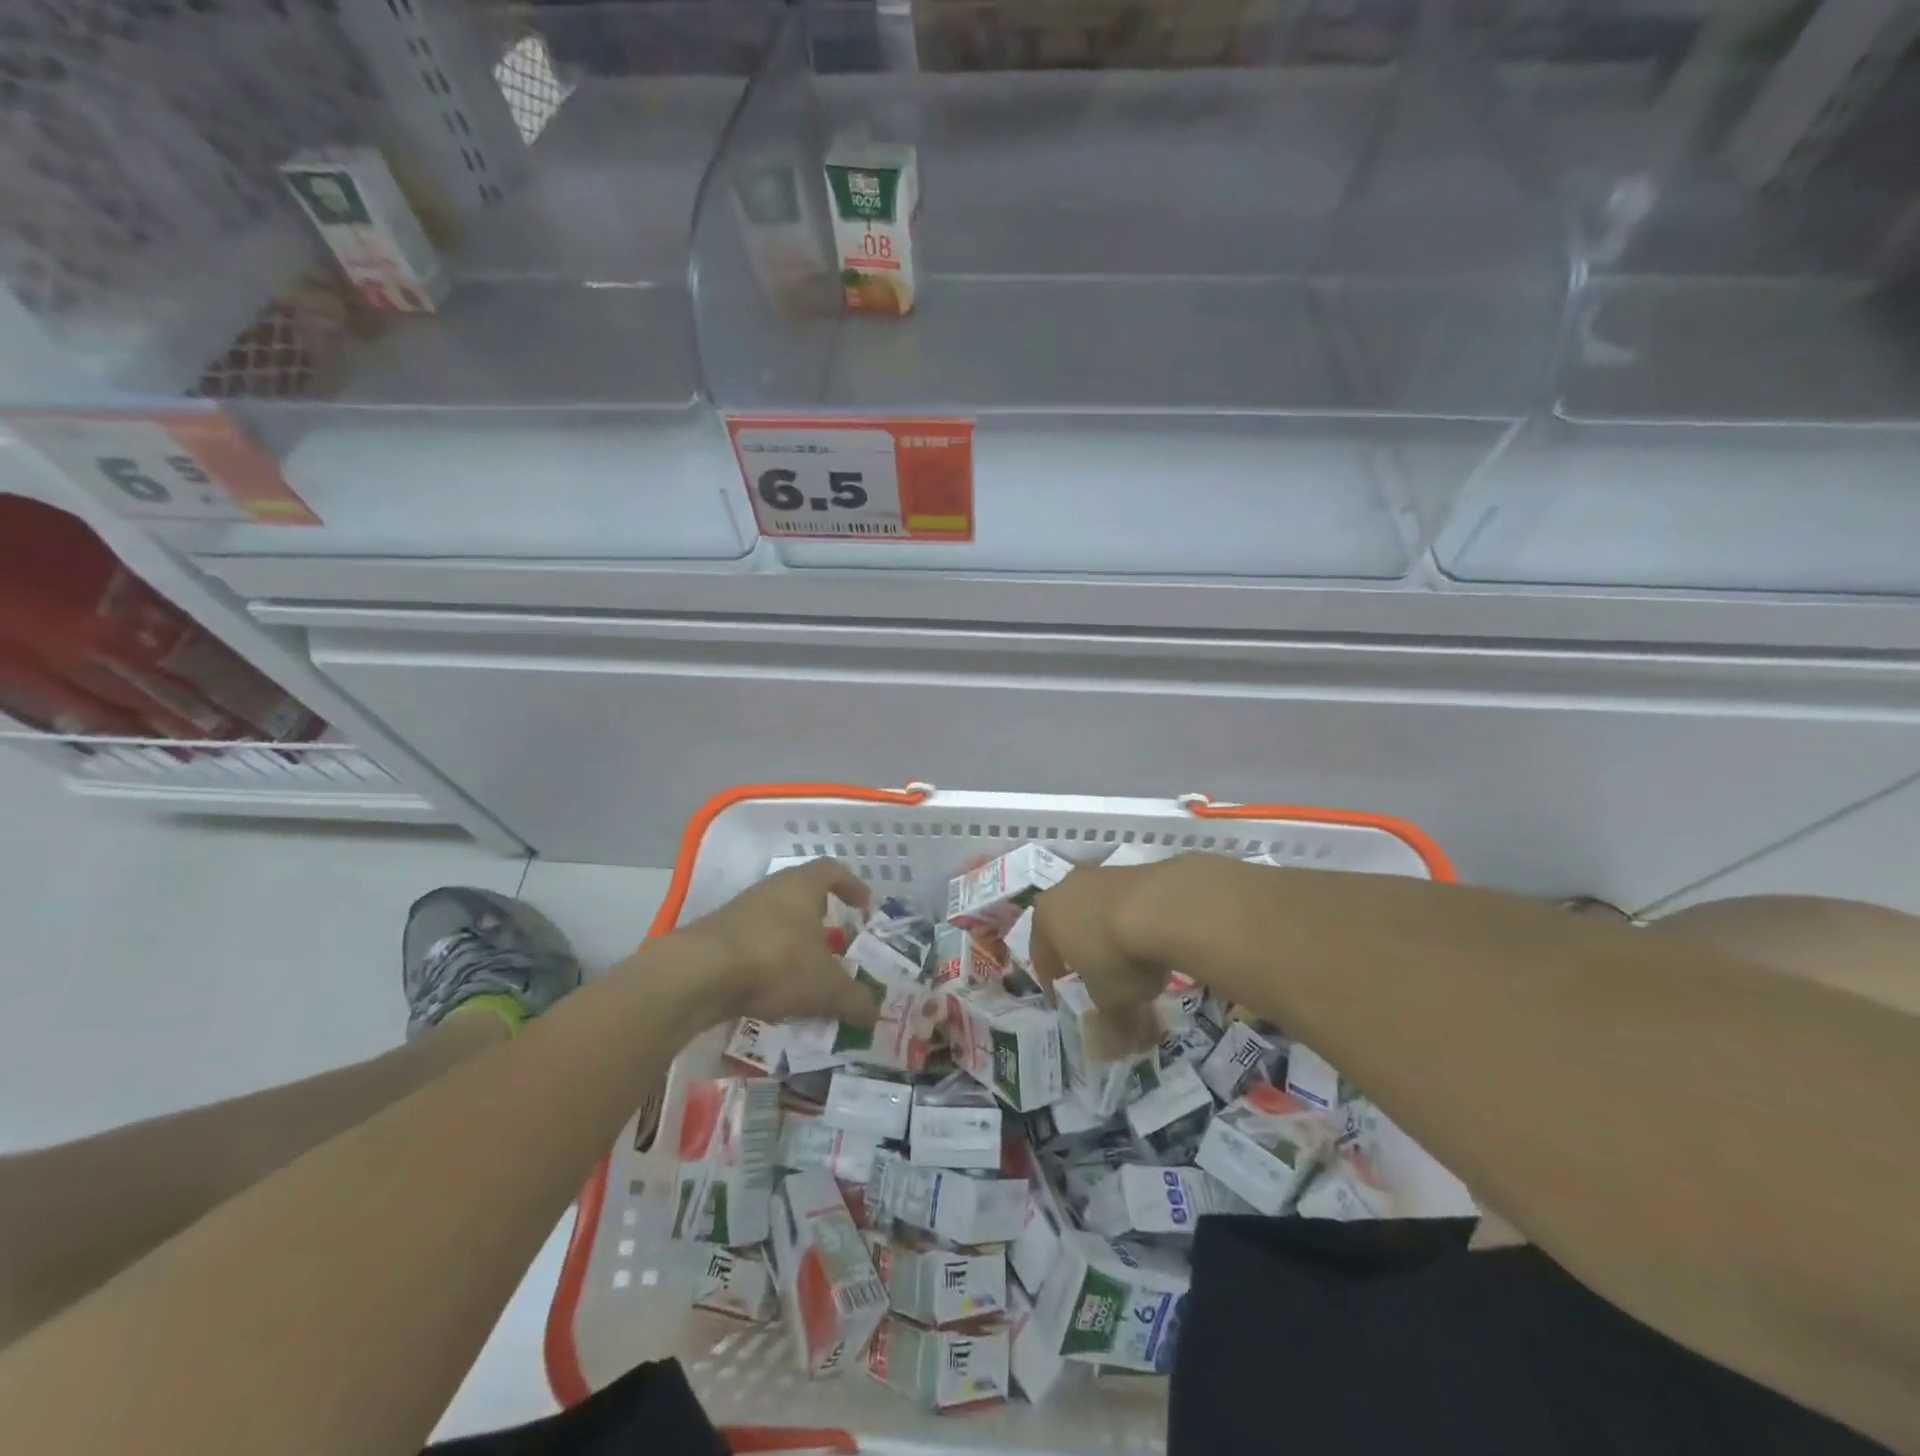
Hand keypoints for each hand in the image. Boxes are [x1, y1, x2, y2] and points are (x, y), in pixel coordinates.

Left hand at [677, 859, 879, 1027]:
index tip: (864, 906)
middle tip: (837, 942)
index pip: (832, 871)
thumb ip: (854, 999)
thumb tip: (875, 1014)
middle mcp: (771, 889)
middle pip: (802, 894)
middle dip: (821, 917)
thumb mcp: (826, 986)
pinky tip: (772, 988)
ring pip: (776, 919)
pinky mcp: (716, 936)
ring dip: (792, 941)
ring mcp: (740, 911)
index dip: (851, 885)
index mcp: (802, 885)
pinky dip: (767, 960)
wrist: (699, 974)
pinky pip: (752, 943)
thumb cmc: (776, 962)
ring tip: (806, 971)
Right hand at [1031, 862, 1176, 1057]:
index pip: (1040, 953)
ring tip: (1129, 959)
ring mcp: (1100, 874)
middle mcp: (1066, 889)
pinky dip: (1134, 919)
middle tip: (1092, 976)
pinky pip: (1127, 901)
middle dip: (1078, 950)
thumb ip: (1109, 1026)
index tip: (1059, 998)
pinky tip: (1152, 938)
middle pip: (1066, 924)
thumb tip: (1109, 1052)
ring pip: (1097, 909)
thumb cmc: (1118, 956)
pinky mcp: (1134, 868)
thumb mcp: (1112, 1002)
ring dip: (1108, 932)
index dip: (1050, 980)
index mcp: (1045, 918)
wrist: (1164, 905)